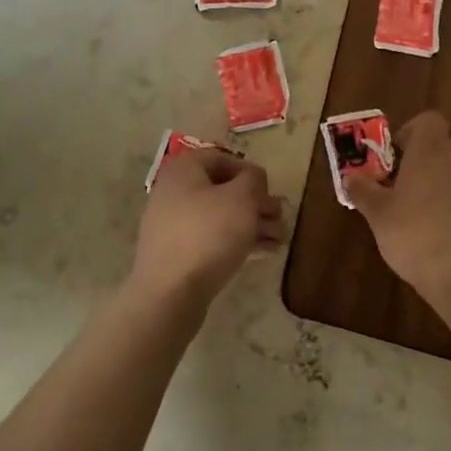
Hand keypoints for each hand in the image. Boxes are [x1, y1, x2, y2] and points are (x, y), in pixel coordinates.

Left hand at [133, 149, 284, 308]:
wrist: (170, 293)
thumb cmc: (208, 233)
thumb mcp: (241, 198)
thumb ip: (253, 180)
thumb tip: (253, 178)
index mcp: (184, 170)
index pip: (221, 158)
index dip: (249, 170)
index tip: (269, 189)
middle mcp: (175, 192)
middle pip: (223, 189)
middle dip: (256, 202)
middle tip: (280, 216)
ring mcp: (174, 225)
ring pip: (221, 216)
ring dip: (253, 224)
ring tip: (281, 238)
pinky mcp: (179, 254)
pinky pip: (213, 239)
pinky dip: (238, 241)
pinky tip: (265, 252)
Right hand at [348, 111, 450, 303]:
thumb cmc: (416, 235)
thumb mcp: (379, 215)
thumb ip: (363, 191)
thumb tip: (351, 177)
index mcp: (432, 149)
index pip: (430, 119)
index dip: (413, 131)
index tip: (399, 155)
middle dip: (441, 145)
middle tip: (419, 171)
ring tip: (434, 204)